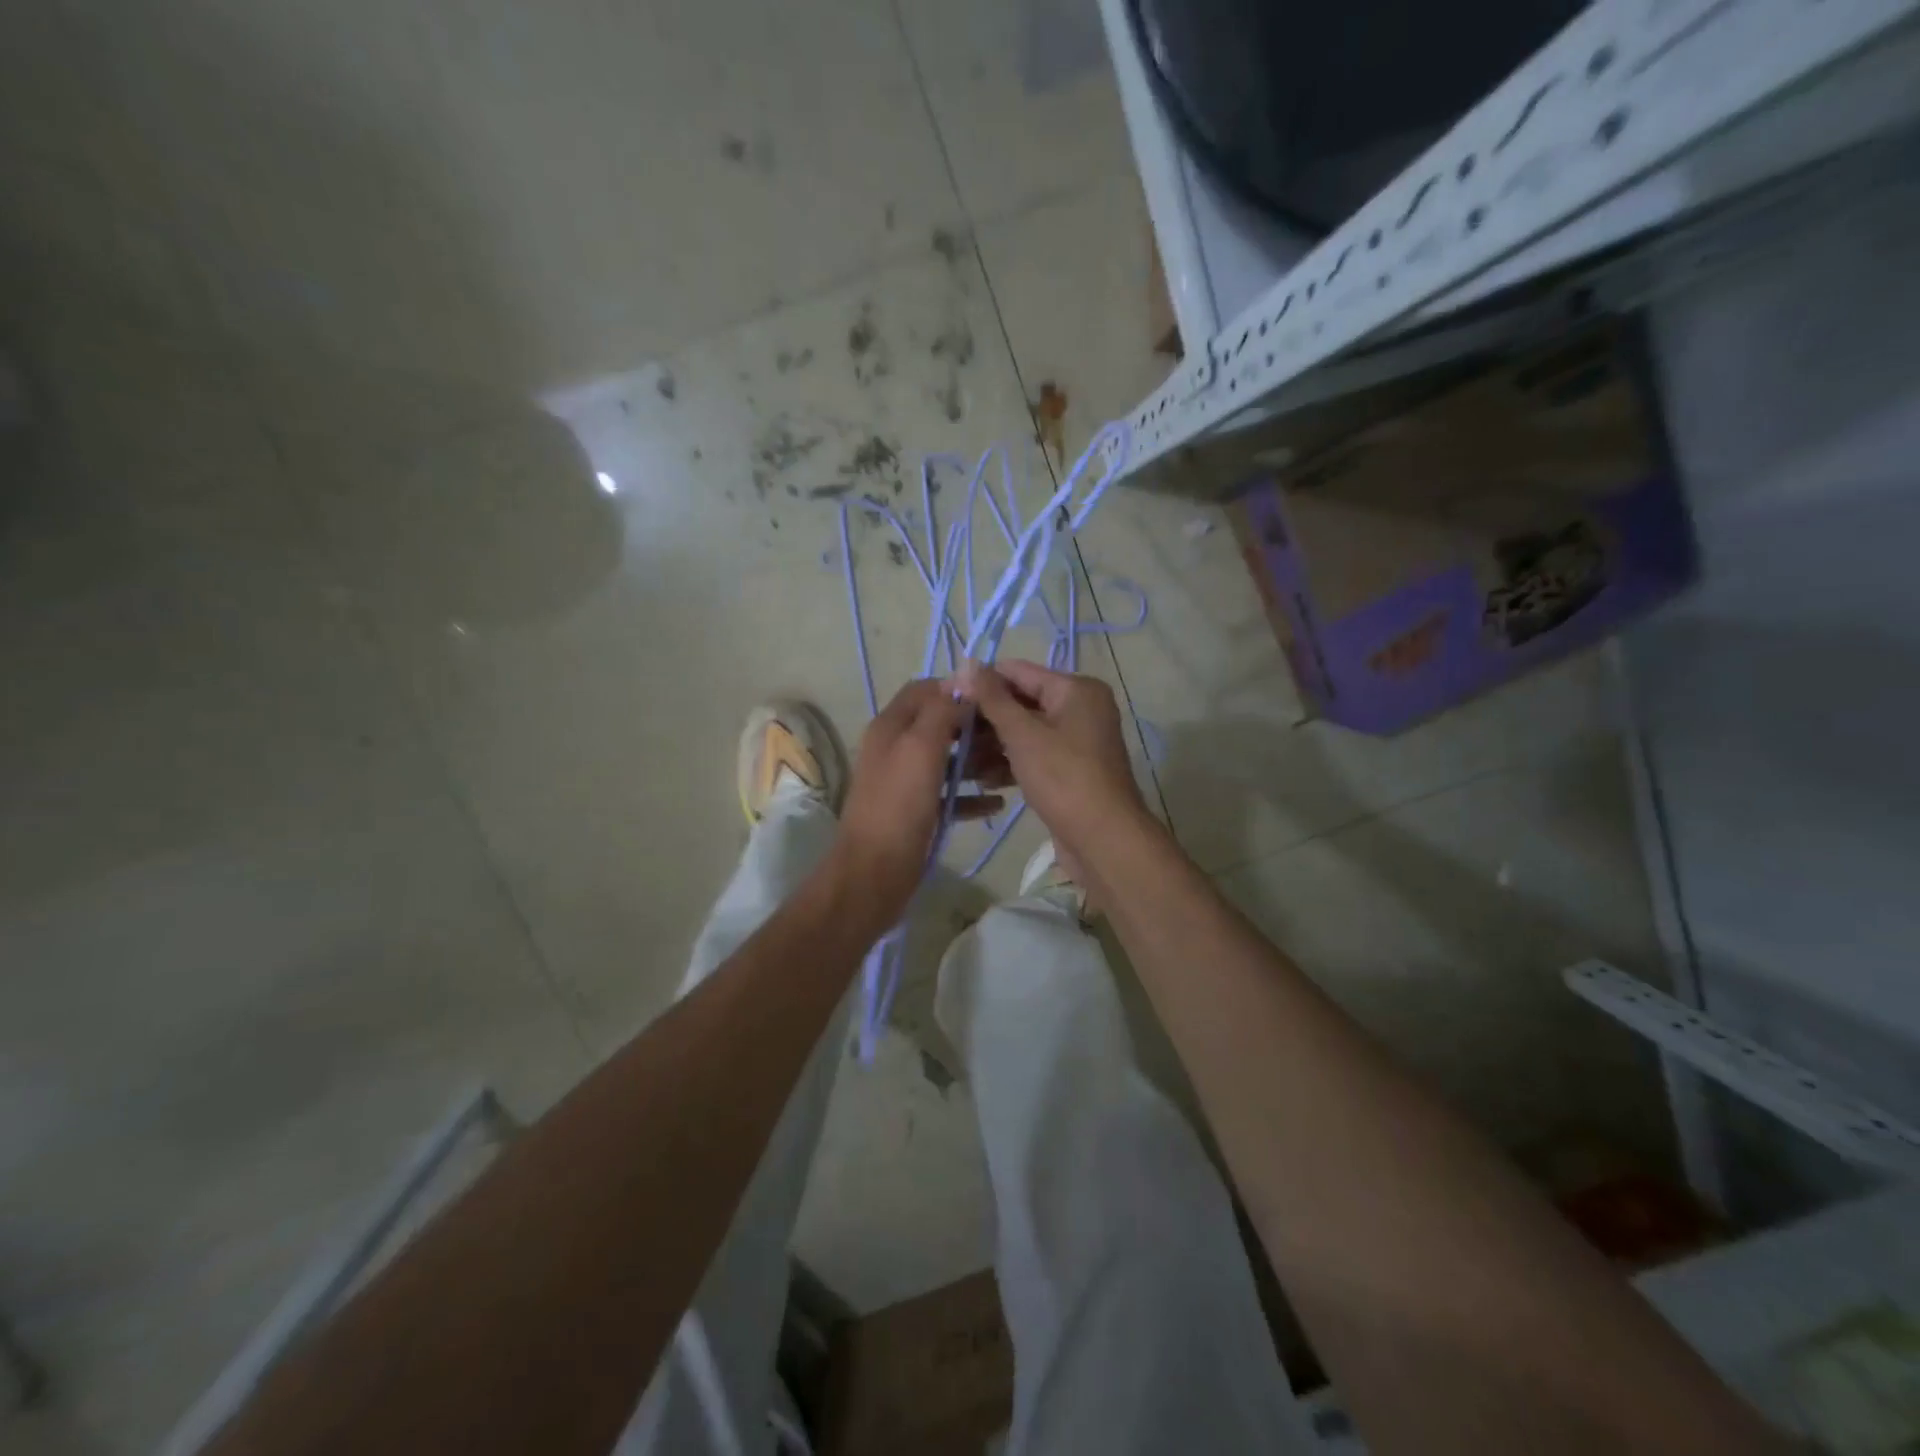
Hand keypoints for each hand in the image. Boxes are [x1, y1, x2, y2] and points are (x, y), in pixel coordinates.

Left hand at [828, 679, 1006, 928]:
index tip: (997, 698)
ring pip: (949, 761)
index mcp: (892, 726)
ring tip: (1013, 770)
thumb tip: (963, 676)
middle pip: (942, 725)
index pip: (926, 690)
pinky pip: (951, 795)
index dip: (959, 690)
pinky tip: (999, 803)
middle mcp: (897, 748)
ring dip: (979, 762)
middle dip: (976, 729)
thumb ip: (941, 710)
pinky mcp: (918, 812)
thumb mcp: (921, 749)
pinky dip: (973, 796)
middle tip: (1012, 738)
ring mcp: (907, 782)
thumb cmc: (899, 806)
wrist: (874, 874)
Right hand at [954, 660, 1151, 878]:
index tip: (945, 698)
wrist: (1104, 840)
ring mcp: (1077, 741)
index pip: (1017, 671)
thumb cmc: (1063, 778)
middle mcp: (1080, 708)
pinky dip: (1011, 763)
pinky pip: (1034, 756)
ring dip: (992, 745)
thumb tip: (967, 663)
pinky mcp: (1070, 770)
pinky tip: (984, 780)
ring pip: (1025, 732)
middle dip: (984, 719)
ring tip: (960, 761)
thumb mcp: (1023, 734)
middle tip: (947, 734)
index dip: (980, 682)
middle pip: (1021, 702)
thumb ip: (993, 698)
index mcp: (1076, 689)